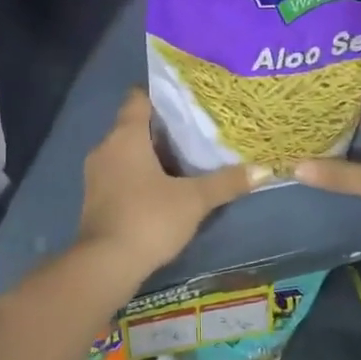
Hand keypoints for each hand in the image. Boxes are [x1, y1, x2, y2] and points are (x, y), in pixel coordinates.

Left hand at [77, 90, 262, 280]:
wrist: (106, 264)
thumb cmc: (149, 219)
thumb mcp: (194, 200)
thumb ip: (227, 182)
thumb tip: (264, 169)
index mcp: (125, 136)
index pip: (139, 98)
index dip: (162, 94)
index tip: (189, 99)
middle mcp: (106, 147)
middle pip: (135, 125)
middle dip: (164, 128)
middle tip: (199, 129)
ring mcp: (96, 174)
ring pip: (127, 151)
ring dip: (152, 154)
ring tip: (187, 158)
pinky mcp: (96, 197)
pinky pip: (121, 173)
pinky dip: (141, 174)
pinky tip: (165, 187)